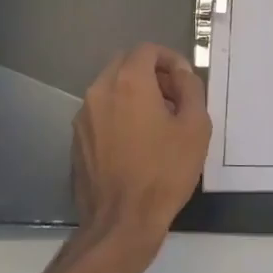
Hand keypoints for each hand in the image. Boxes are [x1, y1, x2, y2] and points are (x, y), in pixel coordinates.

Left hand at [69, 44, 211, 268]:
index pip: (147, 50)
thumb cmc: (165, 172)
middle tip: (174, 97)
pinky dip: (119, 113)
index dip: (170, 58)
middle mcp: (100, 91)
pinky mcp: (77, 140)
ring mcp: (83, 116)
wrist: (122, 222)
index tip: (185, 80)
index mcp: (129, 83)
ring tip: (158, 121)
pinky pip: (101, 112)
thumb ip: (191, 88)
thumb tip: (181, 75)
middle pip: (125, 64)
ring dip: (134, 93)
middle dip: (151, 72)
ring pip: (111, 88)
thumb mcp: (196, 127)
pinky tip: (137, 142)